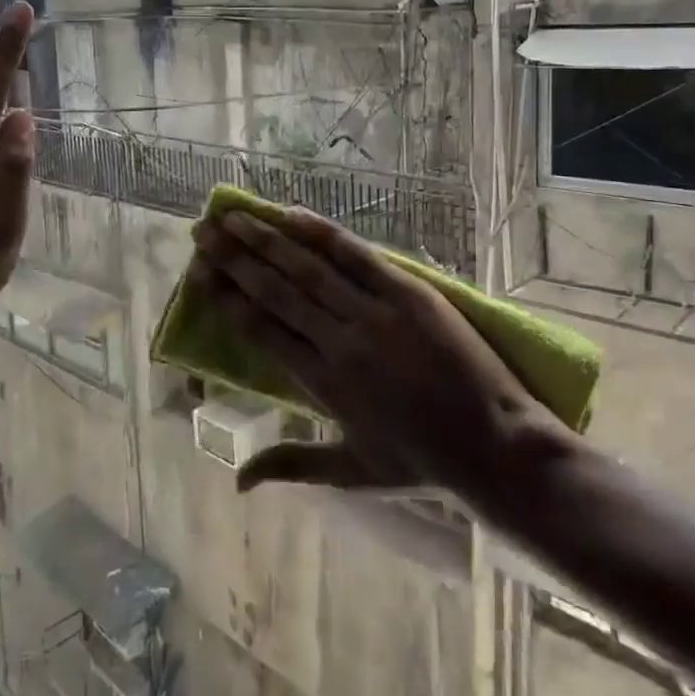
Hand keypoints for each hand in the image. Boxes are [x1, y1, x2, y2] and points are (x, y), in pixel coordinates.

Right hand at [190, 206, 561, 508]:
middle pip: (275, 292)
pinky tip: (293, 214)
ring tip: (234, 216)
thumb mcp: (352, 470)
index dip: (226, 299)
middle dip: (235, 259)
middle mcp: (339, 343)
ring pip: (308, 269)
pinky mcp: (409, 293)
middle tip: (202, 232)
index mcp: (322, 384)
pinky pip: (358, 257)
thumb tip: (236, 481)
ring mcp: (375, 314)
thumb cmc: (423, 462)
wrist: (495, 446)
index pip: (261, 331)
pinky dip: (323, 234)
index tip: (200, 274)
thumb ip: (291, 466)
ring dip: (267, 240)